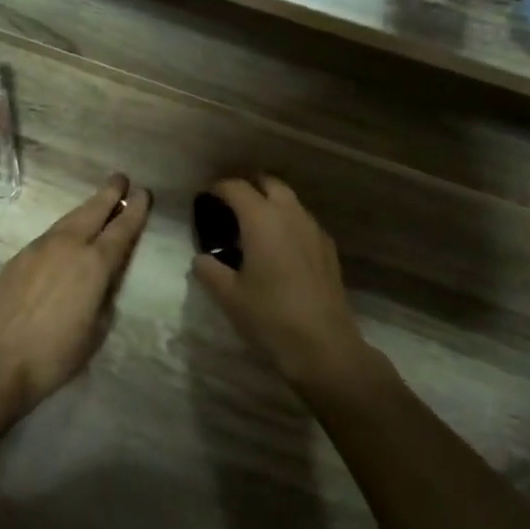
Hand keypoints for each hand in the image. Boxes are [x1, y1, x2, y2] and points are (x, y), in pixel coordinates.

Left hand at [0, 174, 151, 411]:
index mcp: (94, 264)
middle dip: (109, 194)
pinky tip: (65, 237)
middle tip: (121, 178)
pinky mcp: (18, 258)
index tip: (143, 193)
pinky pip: (48, 236)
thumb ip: (103, 296)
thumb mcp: (96, 329)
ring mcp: (39, 248)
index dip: (135, 210)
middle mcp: (68, 246)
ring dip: (85, 209)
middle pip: (93, 211)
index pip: (121, 229)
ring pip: (68, 220)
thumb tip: (102, 280)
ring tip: (97, 203)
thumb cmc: (56, 354)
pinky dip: (64, 230)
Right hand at [190, 175, 370, 387]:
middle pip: (269, 183)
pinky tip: (278, 248)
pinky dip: (287, 222)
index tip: (205, 198)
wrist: (323, 345)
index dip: (218, 188)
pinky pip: (303, 221)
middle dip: (249, 186)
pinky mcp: (328, 249)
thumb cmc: (269, 316)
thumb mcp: (228, 295)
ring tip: (253, 226)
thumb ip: (209, 270)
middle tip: (230, 205)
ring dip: (270, 203)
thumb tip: (202, 259)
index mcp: (262, 219)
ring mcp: (314, 230)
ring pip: (290, 201)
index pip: (236, 187)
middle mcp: (290, 214)